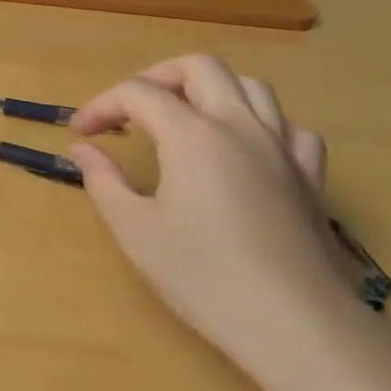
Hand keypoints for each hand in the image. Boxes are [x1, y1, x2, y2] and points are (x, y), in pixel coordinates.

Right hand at [68, 55, 363, 386]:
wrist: (293, 323)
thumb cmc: (203, 275)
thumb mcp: (134, 230)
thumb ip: (103, 180)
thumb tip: (83, 149)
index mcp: (193, 135)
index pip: (138, 93)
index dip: (102, 105)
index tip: (81, 132)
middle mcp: (240, 126)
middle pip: (199, 67)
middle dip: (156, 78)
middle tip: (130, 111)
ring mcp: (282, 148)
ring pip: (250, 87)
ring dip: (209, 91)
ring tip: (184, 119)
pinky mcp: (310, 177)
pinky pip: (289, 128)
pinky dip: (261, 125)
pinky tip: (246, 149)